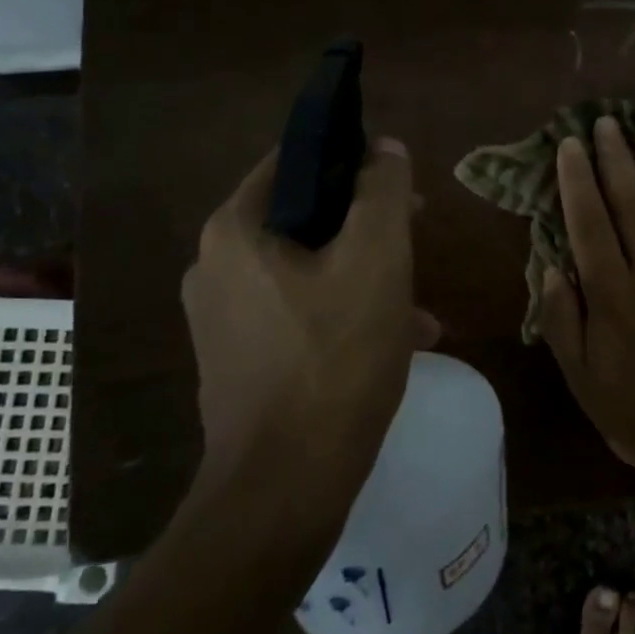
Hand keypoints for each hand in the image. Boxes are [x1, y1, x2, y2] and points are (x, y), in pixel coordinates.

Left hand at [181, 138, 437, 490]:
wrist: (286, 486)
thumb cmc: (334, 358)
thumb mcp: (376, 259)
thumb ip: (382, 191)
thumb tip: (384, 147)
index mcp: (235, 231)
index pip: (295, 161)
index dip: (351, 159)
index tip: (398, 179)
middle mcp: (216, 266)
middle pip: (305, 217)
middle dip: (367, 224)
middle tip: (417, 233)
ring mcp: (224, 317)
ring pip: (308, 268)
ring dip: (365, 273)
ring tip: (418, 300)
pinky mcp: (240, 359)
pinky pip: (300, 312)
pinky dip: (345, 312)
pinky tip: (399, 339)